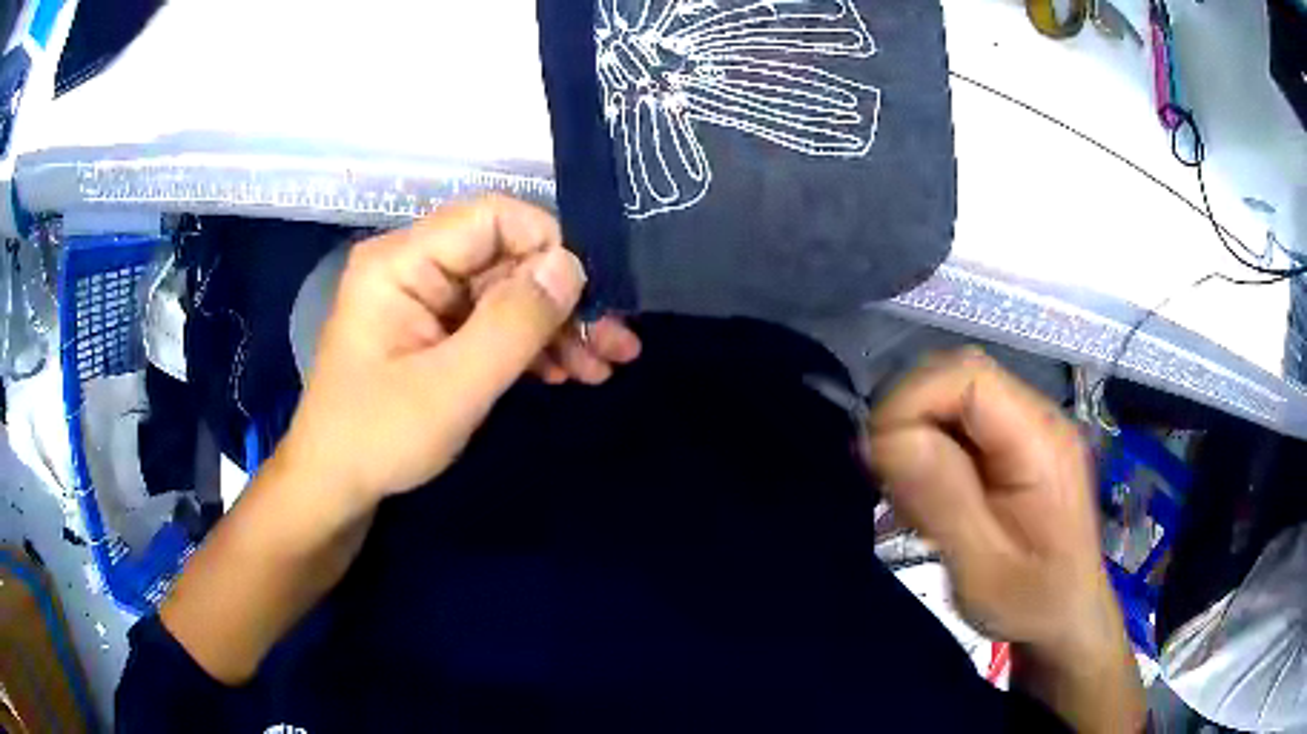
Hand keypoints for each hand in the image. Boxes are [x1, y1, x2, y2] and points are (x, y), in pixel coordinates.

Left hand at [280, 195, 641, 506]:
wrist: (335, 487)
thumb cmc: (380, 438)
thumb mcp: (452, 387)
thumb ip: (513, 323)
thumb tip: (573, 265)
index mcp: (402, 261)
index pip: (492, 217)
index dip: (549, 246)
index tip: (593, 297)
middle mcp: (414, 266)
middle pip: (506, 258)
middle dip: (564, 300)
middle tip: (618, 345)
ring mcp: (425, 299)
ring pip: (507, 293)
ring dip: (556, 328)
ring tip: (603, 367)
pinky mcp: (434, 330)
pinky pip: (492, 322)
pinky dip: (530, 346)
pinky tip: (564, 373)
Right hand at [862, 349, 1118, 662]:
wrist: (1068, 618)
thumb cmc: (1031, 604)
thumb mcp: (983, 570)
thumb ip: (943, 501)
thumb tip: (886, 436)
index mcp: (1040, 442)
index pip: (966, 376)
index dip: (912, 403)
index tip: (878, 461)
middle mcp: (1037, 417)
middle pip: (957, 375)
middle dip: (909, 417)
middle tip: (888, 481)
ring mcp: (1027, 426)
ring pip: (953, 394)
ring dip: (916, 435)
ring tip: (911, 498)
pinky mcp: (1014, 444)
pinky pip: (960, 420)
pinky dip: (929, 448)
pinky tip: (930, 497)